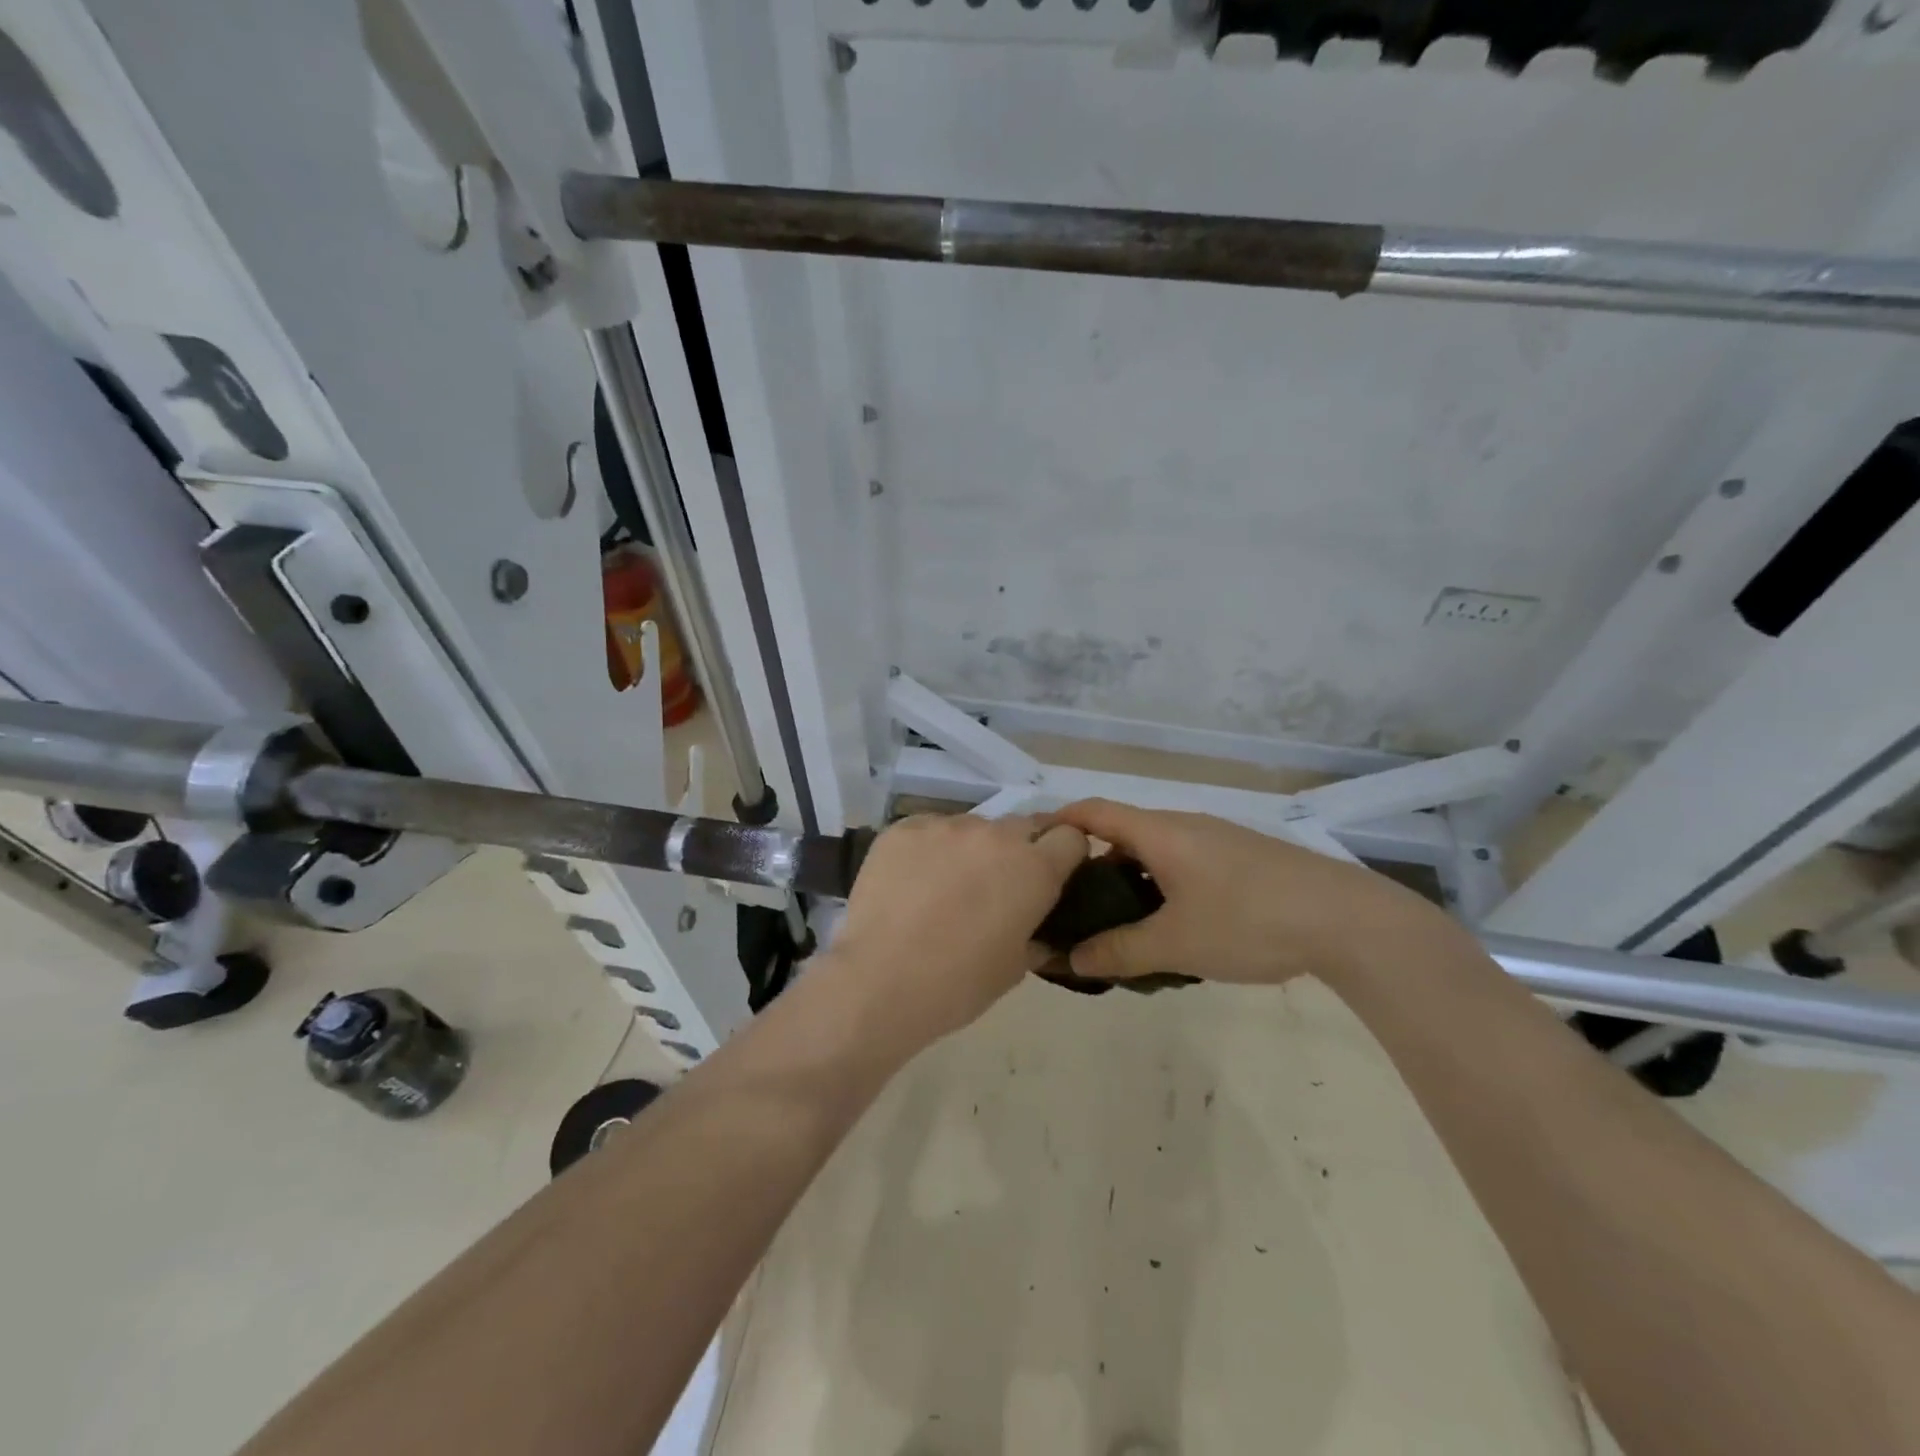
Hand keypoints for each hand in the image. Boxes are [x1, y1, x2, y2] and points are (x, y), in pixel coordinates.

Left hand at [823, 813, 1088, 1053]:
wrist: (879, 981)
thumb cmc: (957, 985)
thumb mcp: (1014, 968)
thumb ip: (1035, 935)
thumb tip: (1038, 930)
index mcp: (1034, 869)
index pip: (1071, 837)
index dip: (1064, 856)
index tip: (1049, 877)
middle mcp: (996, 835)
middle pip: (1022, 826)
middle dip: (1018, 851)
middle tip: (995, 886)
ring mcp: (947, 825)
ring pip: (973, 828)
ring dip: (970, 849)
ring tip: (944, 886)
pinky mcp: (905, 826)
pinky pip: (930, 829)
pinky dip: (929, 849)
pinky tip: (911, 882)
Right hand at [1050, 799, 1453, 986]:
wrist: (1347, 920)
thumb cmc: (1248, 921)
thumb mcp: (1175, 944)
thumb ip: (1118, 951)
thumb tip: (1069, 960)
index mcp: (1160, 833)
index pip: (1093, 811)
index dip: (1059, 822)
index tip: (1033, 848)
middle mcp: (1185, 825)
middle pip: (1122, 833)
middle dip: (1091, 864)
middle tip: (1070, 904)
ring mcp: (1218, 840)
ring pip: (1156, 851)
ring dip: (1129, 879)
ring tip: (1117, 923)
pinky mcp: (1244, 859)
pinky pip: (1185, 863)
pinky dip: (1162, 885)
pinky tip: (1172, 925)